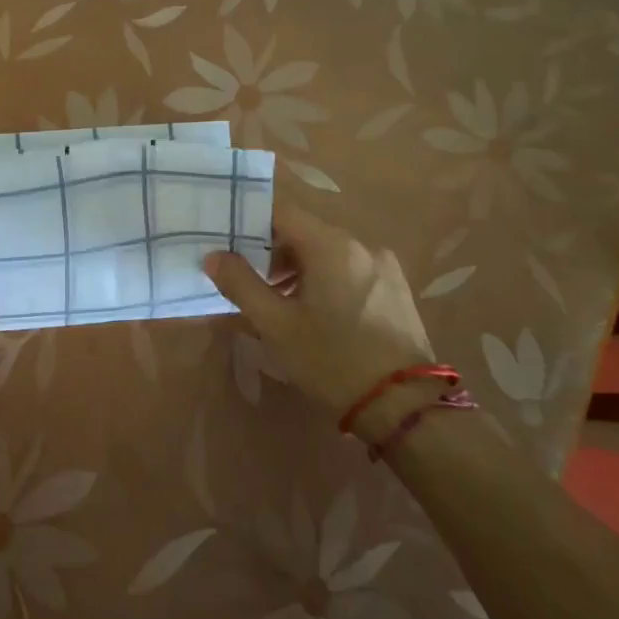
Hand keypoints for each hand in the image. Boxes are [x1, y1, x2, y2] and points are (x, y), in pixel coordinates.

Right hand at [204, 204, 434, 421]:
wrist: (404, 406)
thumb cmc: (332, 360)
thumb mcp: (277, 325)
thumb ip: (241, 284)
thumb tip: (214, 256)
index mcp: (331, 245)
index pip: (281, 211)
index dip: (250, 221)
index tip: (227, 241)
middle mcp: (361, 245)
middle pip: (304, 232)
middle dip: (271, 251)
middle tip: (246, 280)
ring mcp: (383, 266)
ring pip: (327, 252)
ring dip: (297, 268)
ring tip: (277, 302)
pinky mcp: (396, 289)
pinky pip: (349, 269)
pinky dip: (324, 279)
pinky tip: (314, 313)